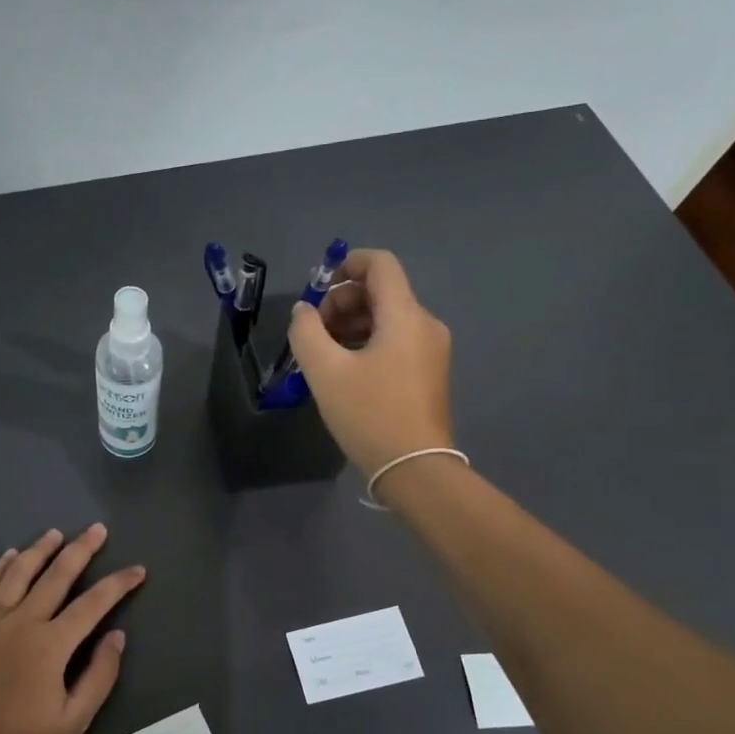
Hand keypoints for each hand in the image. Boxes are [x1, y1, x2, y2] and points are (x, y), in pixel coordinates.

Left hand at [0, 524, 145, 733]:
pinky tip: (7, 556)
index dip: (118, 583)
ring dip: (39, 550)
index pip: (94, 603)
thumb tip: (116, 636)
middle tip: (97, 529)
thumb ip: (99, 676)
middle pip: (56, 575)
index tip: (137, 570)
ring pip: (18, 573)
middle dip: (81, 549)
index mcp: (51, 644)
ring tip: (55, 534)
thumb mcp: (72, 722)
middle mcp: (22, 622)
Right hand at [287, 248, 454, 476]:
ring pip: (387, 318)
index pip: (381, 264)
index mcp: (405, 315)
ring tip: (323, 355)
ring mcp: (431, 350)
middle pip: (382, 291)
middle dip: (342, 302)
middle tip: (314, 333)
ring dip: (351, 324)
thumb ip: (306, 332)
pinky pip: (395, 341)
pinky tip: (344, 371)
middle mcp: (425, 324)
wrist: (415, 469)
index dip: (348, 264)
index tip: (319, 288)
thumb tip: (303, 311)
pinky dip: (367, 343)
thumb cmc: (369, 415)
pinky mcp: (428, 373)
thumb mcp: (325, 372)